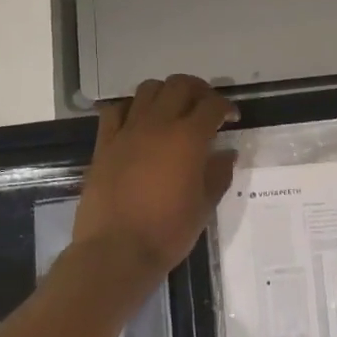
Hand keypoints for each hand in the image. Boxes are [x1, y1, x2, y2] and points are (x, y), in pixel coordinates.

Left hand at [73, 74, 237, 275]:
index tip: (232, 118)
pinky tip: (138, 121)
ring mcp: (127, 131)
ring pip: (148, 89)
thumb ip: (218, 174)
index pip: (212, 105)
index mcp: (188, 139)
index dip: (226, 107)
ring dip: (166, 93)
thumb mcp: (204, 206)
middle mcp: (158, 125)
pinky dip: (131, 108)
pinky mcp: (104, 143)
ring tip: (173, 110)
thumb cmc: (168, 232)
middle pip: (180, 85)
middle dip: (198, 90)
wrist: (116, 251)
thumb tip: (227, 153)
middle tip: (205, 107)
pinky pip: (116, 110)